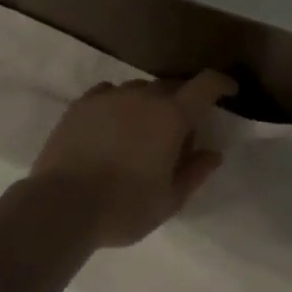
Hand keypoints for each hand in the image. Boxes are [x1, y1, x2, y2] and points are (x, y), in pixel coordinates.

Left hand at [31, 69, 235, 246]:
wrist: (62, 205)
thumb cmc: (124, 207)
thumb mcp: (169, 200)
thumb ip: (195, 173)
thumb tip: (212, 153)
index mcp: (171, 117)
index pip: (205, 85)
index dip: (221, 84)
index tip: (229, 91)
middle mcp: (142, 97)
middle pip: (171, 86)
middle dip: (183, 101)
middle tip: (180, 131)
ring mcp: (108, 97)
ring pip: (138, 90)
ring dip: (149, 104)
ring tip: (142, 131)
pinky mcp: (80, 105)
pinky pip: (109, 94)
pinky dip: (119, 104)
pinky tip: (113, 126)